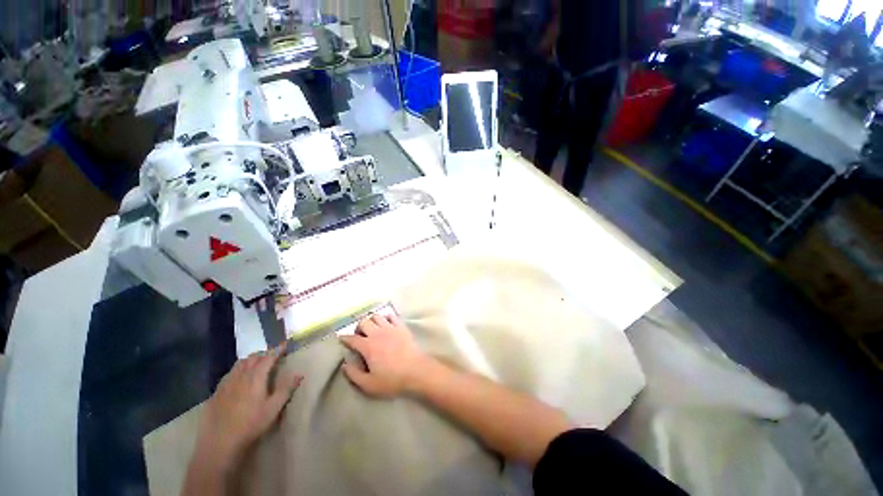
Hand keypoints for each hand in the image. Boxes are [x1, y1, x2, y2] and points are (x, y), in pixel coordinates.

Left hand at [195, 347, 302, 468]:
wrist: (220, 442)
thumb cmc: (251, 424)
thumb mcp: (273, 408)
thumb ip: (286, 389)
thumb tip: (299, 373)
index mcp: (256, 377)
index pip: (268, 357)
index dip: (278, 349)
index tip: (286, 344)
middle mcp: (240, 375)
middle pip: (253, 357)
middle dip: (264, 353)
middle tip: (273, 354)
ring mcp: (226, 383)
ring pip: (240, 363)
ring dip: (251, 359)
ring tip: (258, 362)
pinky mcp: (217, 392)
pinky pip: (229, 373)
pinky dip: (238, 369)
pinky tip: (239, 377)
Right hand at [340, 313, 428, 397]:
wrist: (416, 371)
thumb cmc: (392, 380)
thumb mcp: (369, 384)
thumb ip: (354, 375)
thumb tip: (345, 365)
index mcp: (368, 346)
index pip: (352, 339)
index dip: (344, 338)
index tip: (341, 339)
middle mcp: (377, 333)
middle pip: (363, 322)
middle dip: (358, 327)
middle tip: (359, 336)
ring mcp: (391, 328)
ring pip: (377, 316)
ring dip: (371, 321)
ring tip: (372, 329)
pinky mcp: (401, 326)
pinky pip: (392, 315)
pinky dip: (386, 317)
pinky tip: (386, 324)